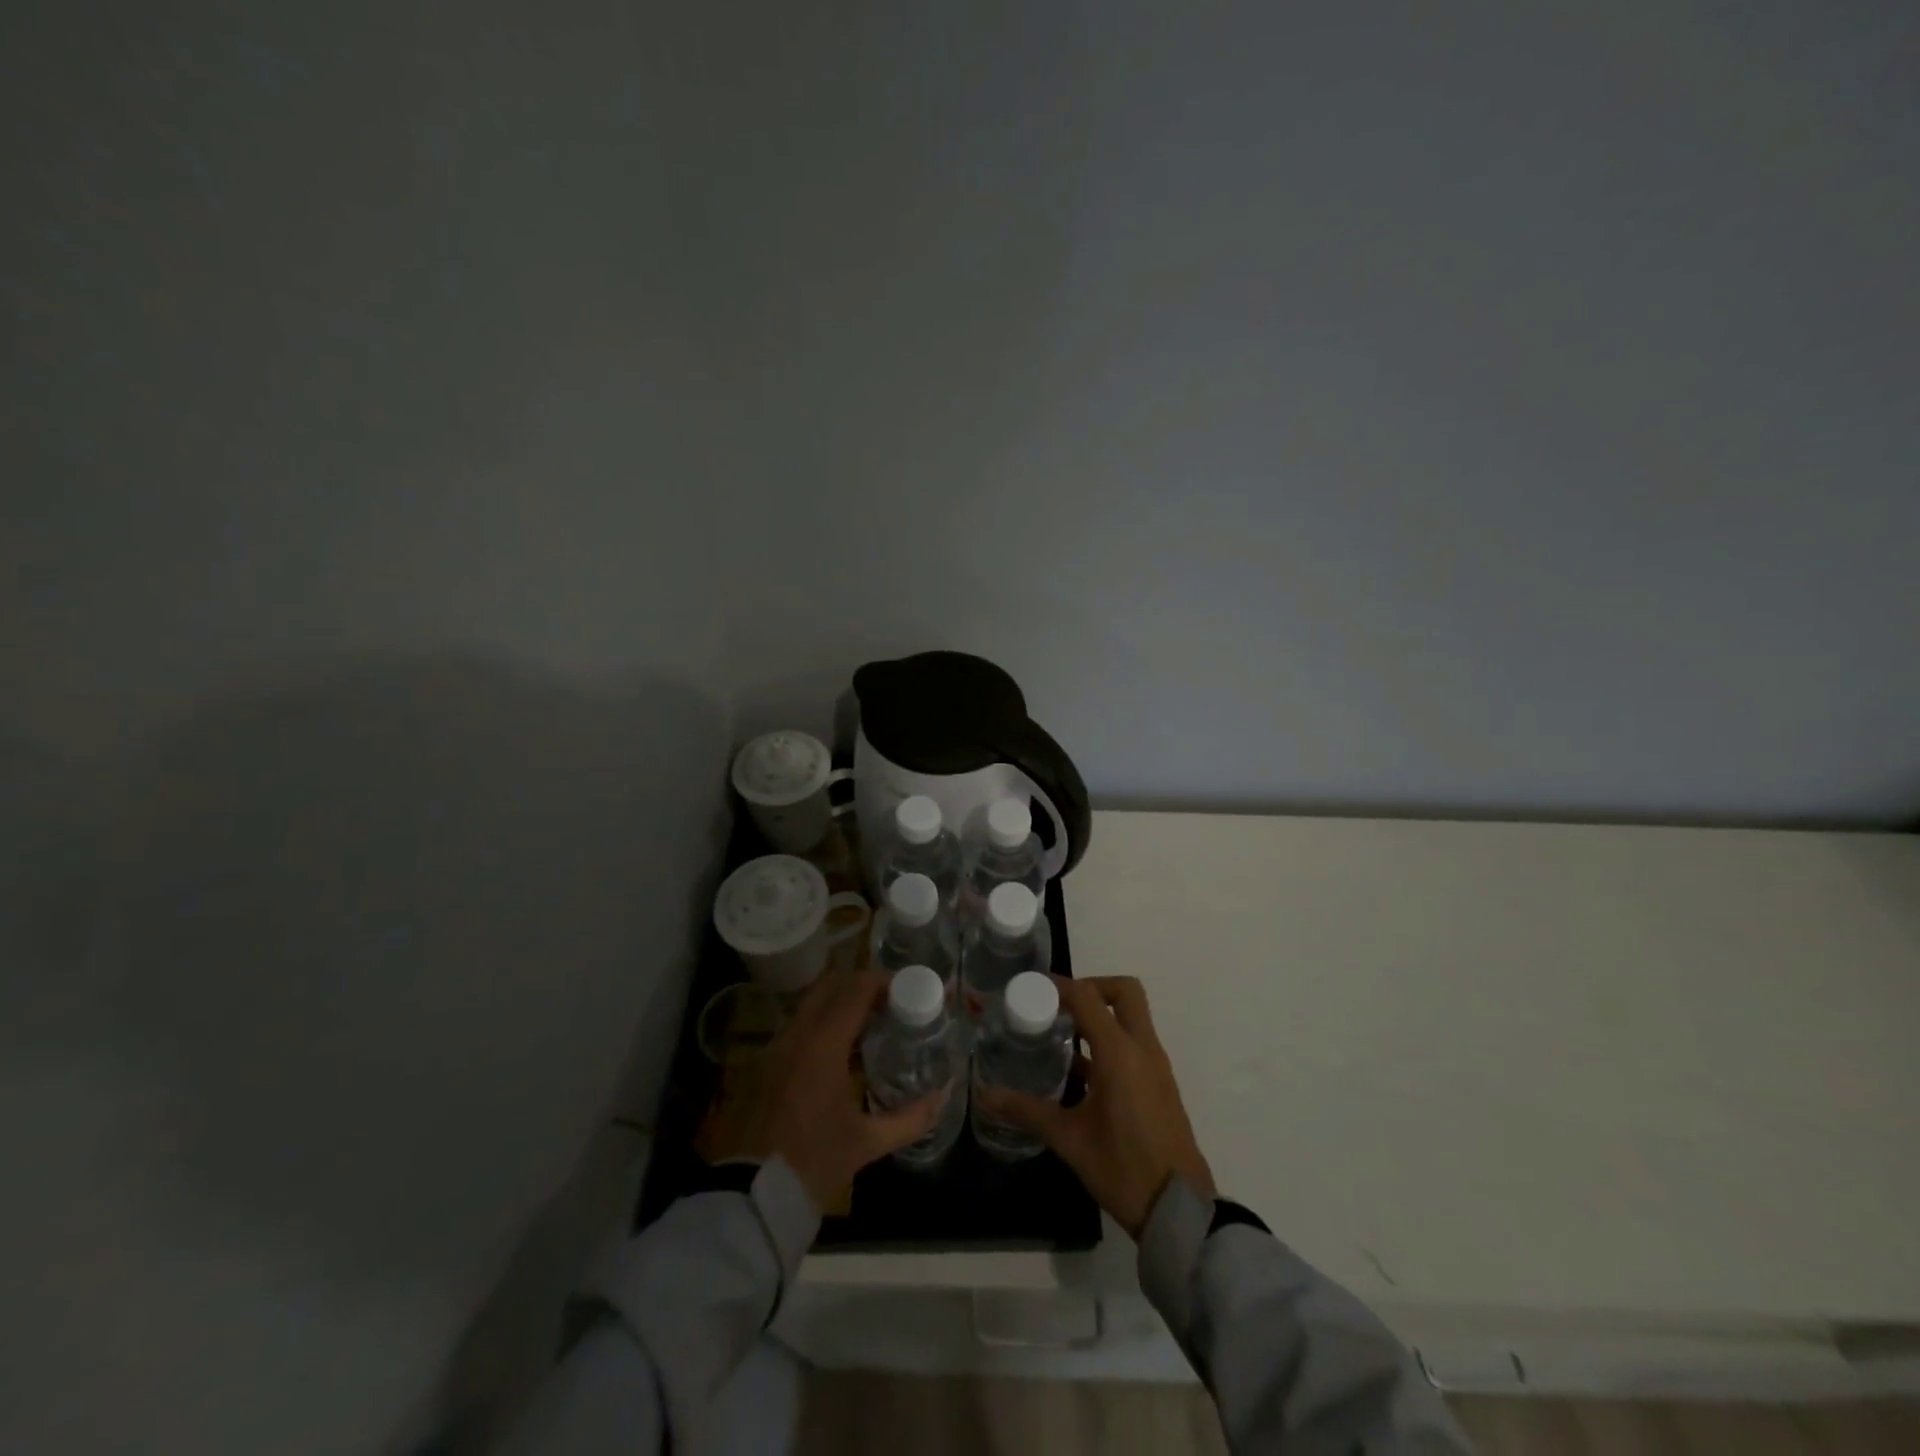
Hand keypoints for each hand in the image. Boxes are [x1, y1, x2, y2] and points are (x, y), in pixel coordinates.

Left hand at [711, 970, 946, 1211]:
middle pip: (830, 986)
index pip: (855, 990)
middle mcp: (796, 1035)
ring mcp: (775, 1047)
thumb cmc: (814, 1163)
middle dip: (861, 985)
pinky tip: (841, 1051)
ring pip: (811, 1004)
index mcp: (822, 1046)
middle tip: (889, 1001)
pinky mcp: (765, 1063)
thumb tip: (942, 1097)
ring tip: (869, 1023)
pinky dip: (822, 1023)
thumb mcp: (867, 1142)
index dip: (883, 981)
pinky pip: (798, 1026)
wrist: (752, 1197)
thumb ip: (910, 1118)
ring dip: (840, 1003)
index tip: (906, 988)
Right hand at [977, 975, 1213, 1238]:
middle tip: (1060, 1005)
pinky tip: (1082, 1071)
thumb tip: (986, 1096)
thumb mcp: (1069, 1140)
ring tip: (1063, 1034)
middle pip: (1124, 991)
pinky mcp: (1161, 1083)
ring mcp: (1156, 1065)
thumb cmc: (1123, 1169)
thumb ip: (1027, 1111)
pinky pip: (1136, 1042)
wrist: (1180, 1210)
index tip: (1033, 987)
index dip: (1060, 985)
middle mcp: (1142, 1049)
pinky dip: (1111, 1039)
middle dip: (1091, 987)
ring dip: (1101, 1014)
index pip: (1088, 997)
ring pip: (1132, 1016)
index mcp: (1120, 1054)